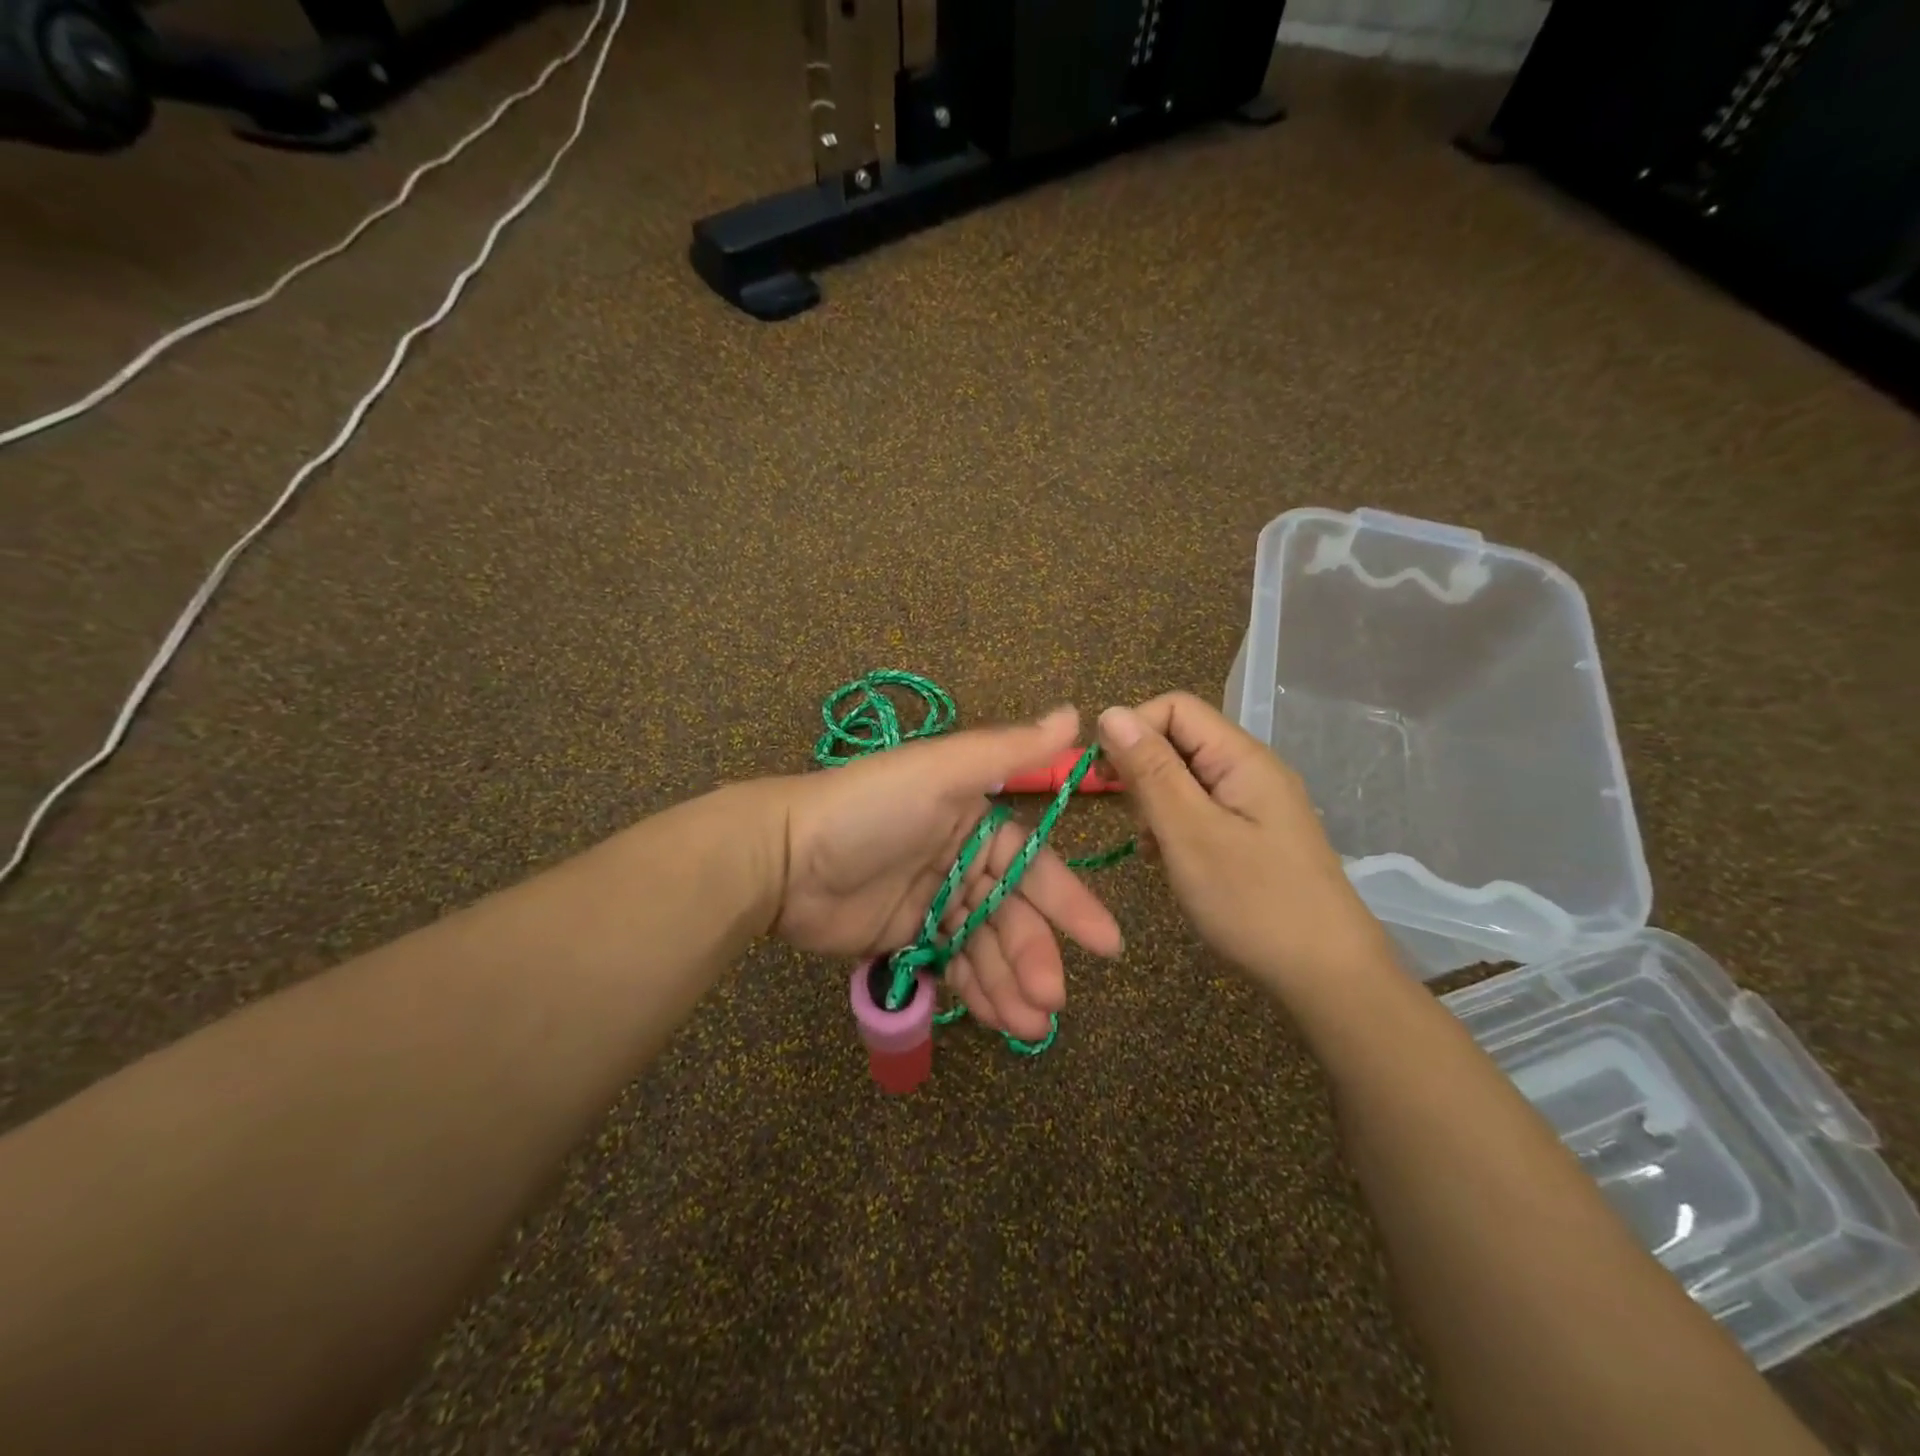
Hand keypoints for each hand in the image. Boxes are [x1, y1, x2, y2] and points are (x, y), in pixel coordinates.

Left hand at [765, 708, 1124, 1041]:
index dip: (1069, 904)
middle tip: (1050, 1001)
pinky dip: (976, 991)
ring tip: (1027, 1025)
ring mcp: (934, 901)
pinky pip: (952, 965)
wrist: (782, 857)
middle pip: (1012, 914)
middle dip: (1034, 956)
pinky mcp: (906, 937)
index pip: (1034, 865)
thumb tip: (1079, 713)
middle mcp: (961, 859)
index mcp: (975, 819)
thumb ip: (1010, 750)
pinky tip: (996, 1019)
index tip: (1106, 945)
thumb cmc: (869, 809)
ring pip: (986, 946)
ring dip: (1011, 984)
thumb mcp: (940, 771)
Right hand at [1094, 693, 1395, 995]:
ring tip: (1156, 851)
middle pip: (1179, 741)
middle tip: (1136, 824)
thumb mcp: (1190, 834)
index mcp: (1241, 758)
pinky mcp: (1252, 835)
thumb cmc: (1254, 901)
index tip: (1104, 777)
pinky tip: (1172, 863)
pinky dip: (1175, 830)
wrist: (1328, 977)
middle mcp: (1249, 770)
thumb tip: (1110, 712)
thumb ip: (1150, 771)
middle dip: (1143, 774)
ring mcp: (1253, 804)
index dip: (1133, 731)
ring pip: (1184, 779)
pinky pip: (1200, 811)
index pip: (1174, 708)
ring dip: (1156, 806)